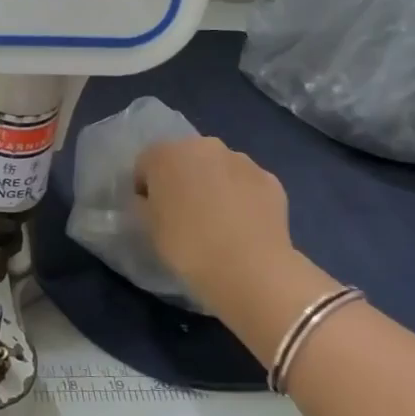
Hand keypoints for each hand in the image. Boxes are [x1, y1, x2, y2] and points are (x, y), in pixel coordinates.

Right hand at [134, 138, 331, 357]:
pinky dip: (241, 197)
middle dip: (181, 179)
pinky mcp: (270, 179)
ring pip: (218, 168)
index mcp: (166, 154)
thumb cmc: (186, 246)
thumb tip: (152, 200)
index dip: (146, 188)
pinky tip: (242, 226)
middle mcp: (204, 147)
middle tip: (183, 214)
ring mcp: (241, 160)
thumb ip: (144, 204)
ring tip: (217, 222)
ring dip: (213, 185)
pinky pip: (245, 184)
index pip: (146, 164)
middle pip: (185, 158)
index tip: (152, 213)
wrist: (248, 269)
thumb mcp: (148, 227)